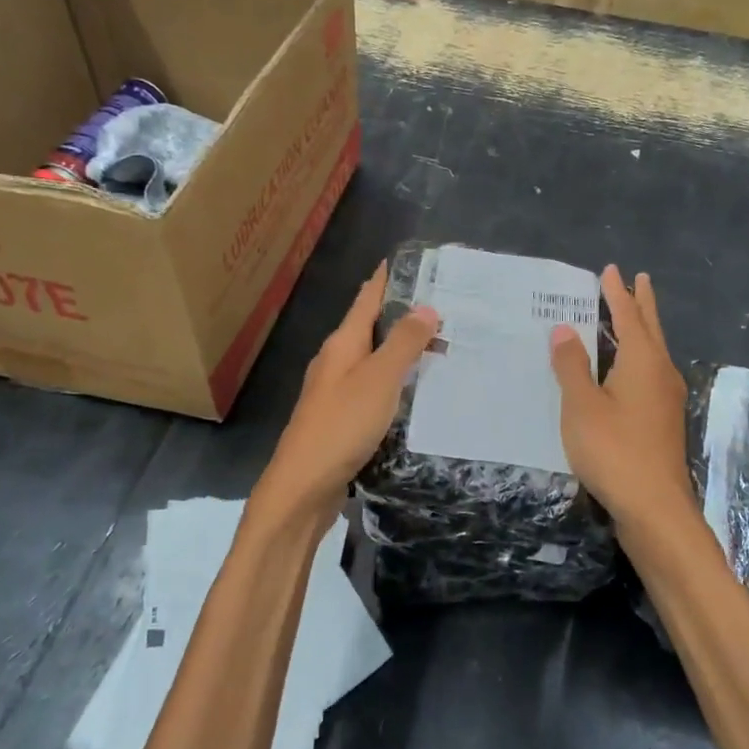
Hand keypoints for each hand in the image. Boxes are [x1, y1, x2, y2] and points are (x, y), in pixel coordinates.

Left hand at [254, 260, 439, 527]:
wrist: (303, 488)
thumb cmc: (341, 426)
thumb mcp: (378, 380)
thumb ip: (403, 344)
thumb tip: (427, 307)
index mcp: (342, 344)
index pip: (367, 298)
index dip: (388, 278)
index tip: (414, 261)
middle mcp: (336, 362)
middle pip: (371, 327)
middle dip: (403, 314)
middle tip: (445, 307)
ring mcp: (336, 392)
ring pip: (374, 359)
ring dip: (402, 349)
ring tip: (439, 345)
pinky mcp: (342, 420)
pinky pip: (375, 388)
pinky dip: (396, 381)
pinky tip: (416, 391)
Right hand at [549, 265, 692, 524]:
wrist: (655, 508)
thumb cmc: (613, 450)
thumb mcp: (581, 405)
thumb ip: (572, 365)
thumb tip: (564, 329)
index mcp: (642, 361)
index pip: (628, 316)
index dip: (617, 293)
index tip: (611, 270)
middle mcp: (660, 372)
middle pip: (650, 329)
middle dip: (641, 304)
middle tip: (639, 280)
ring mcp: (666, 398)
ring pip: (653, 351)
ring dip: (642, 329)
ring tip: (632, 316)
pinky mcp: (663, 421)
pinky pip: (650, 372)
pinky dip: (639, 356)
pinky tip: (627, 370)